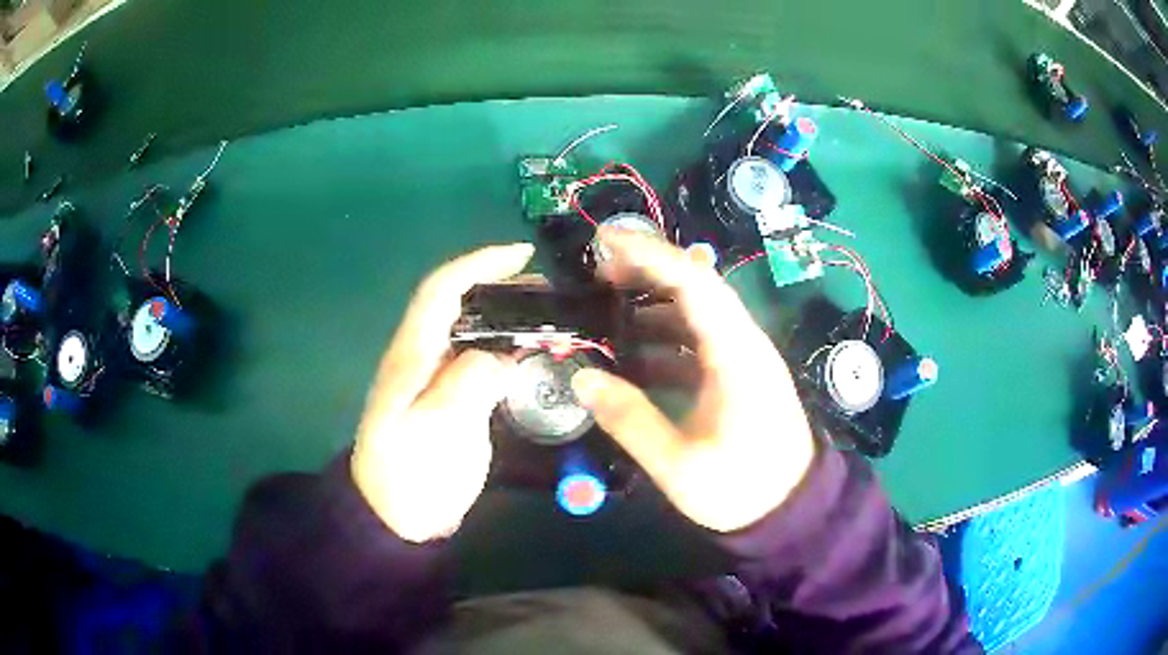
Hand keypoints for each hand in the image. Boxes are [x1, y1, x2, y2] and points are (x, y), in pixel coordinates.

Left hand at [351, 243, 534, 542]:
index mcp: (412, 355)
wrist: (397, 516)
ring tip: (549, 316)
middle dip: (498, 283)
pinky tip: (534, 356)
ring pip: (471, 328)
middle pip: (457, 301)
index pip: (441, 291)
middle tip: (546, 289)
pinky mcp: (453, 400)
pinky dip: (509, 346)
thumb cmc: (409, 475)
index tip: (521, 255)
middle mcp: (423, 356)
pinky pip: (482, 358)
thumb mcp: (431, 432)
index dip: (477, 264)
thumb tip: (498, 358)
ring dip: (507, 313)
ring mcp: (438, 379)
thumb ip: (463, 387)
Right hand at [572, 228, 814, 532]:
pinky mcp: (738, 375)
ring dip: (652, 305)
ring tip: (606, 310)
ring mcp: (742, 357)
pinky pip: (698, 342)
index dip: (648, 254)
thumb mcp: (678, 463)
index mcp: (735, 353)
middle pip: (696, 287)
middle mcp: (743, 342)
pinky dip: (663, 339)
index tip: (604, 241)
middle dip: (646, 271)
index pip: (692, 282)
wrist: (792, 508)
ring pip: (696, 313)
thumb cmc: (742, 487)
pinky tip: (632, 355)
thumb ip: (629, 419)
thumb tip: (582, 378)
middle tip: (597, 272)